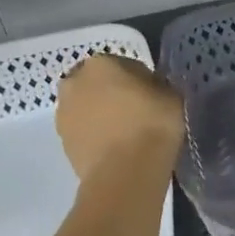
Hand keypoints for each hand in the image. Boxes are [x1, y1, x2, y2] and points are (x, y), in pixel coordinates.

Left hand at [55, 52, 183, 178]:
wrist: (126, 172)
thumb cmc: (152, 124)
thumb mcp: (172, 96)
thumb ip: (158, 86)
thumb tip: (150, 91)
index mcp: (101, 63)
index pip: (125, 64)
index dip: (141, 80)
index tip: (153, 96)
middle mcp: (74, 82)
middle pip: (98, 84)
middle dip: (112, 93)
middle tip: (136, 112)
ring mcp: (63, 113)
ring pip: (87, 107)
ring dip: (101, 114)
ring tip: (125, 134)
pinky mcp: (62, 142)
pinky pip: (83, 131)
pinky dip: (95, 135)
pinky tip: (115, 148)